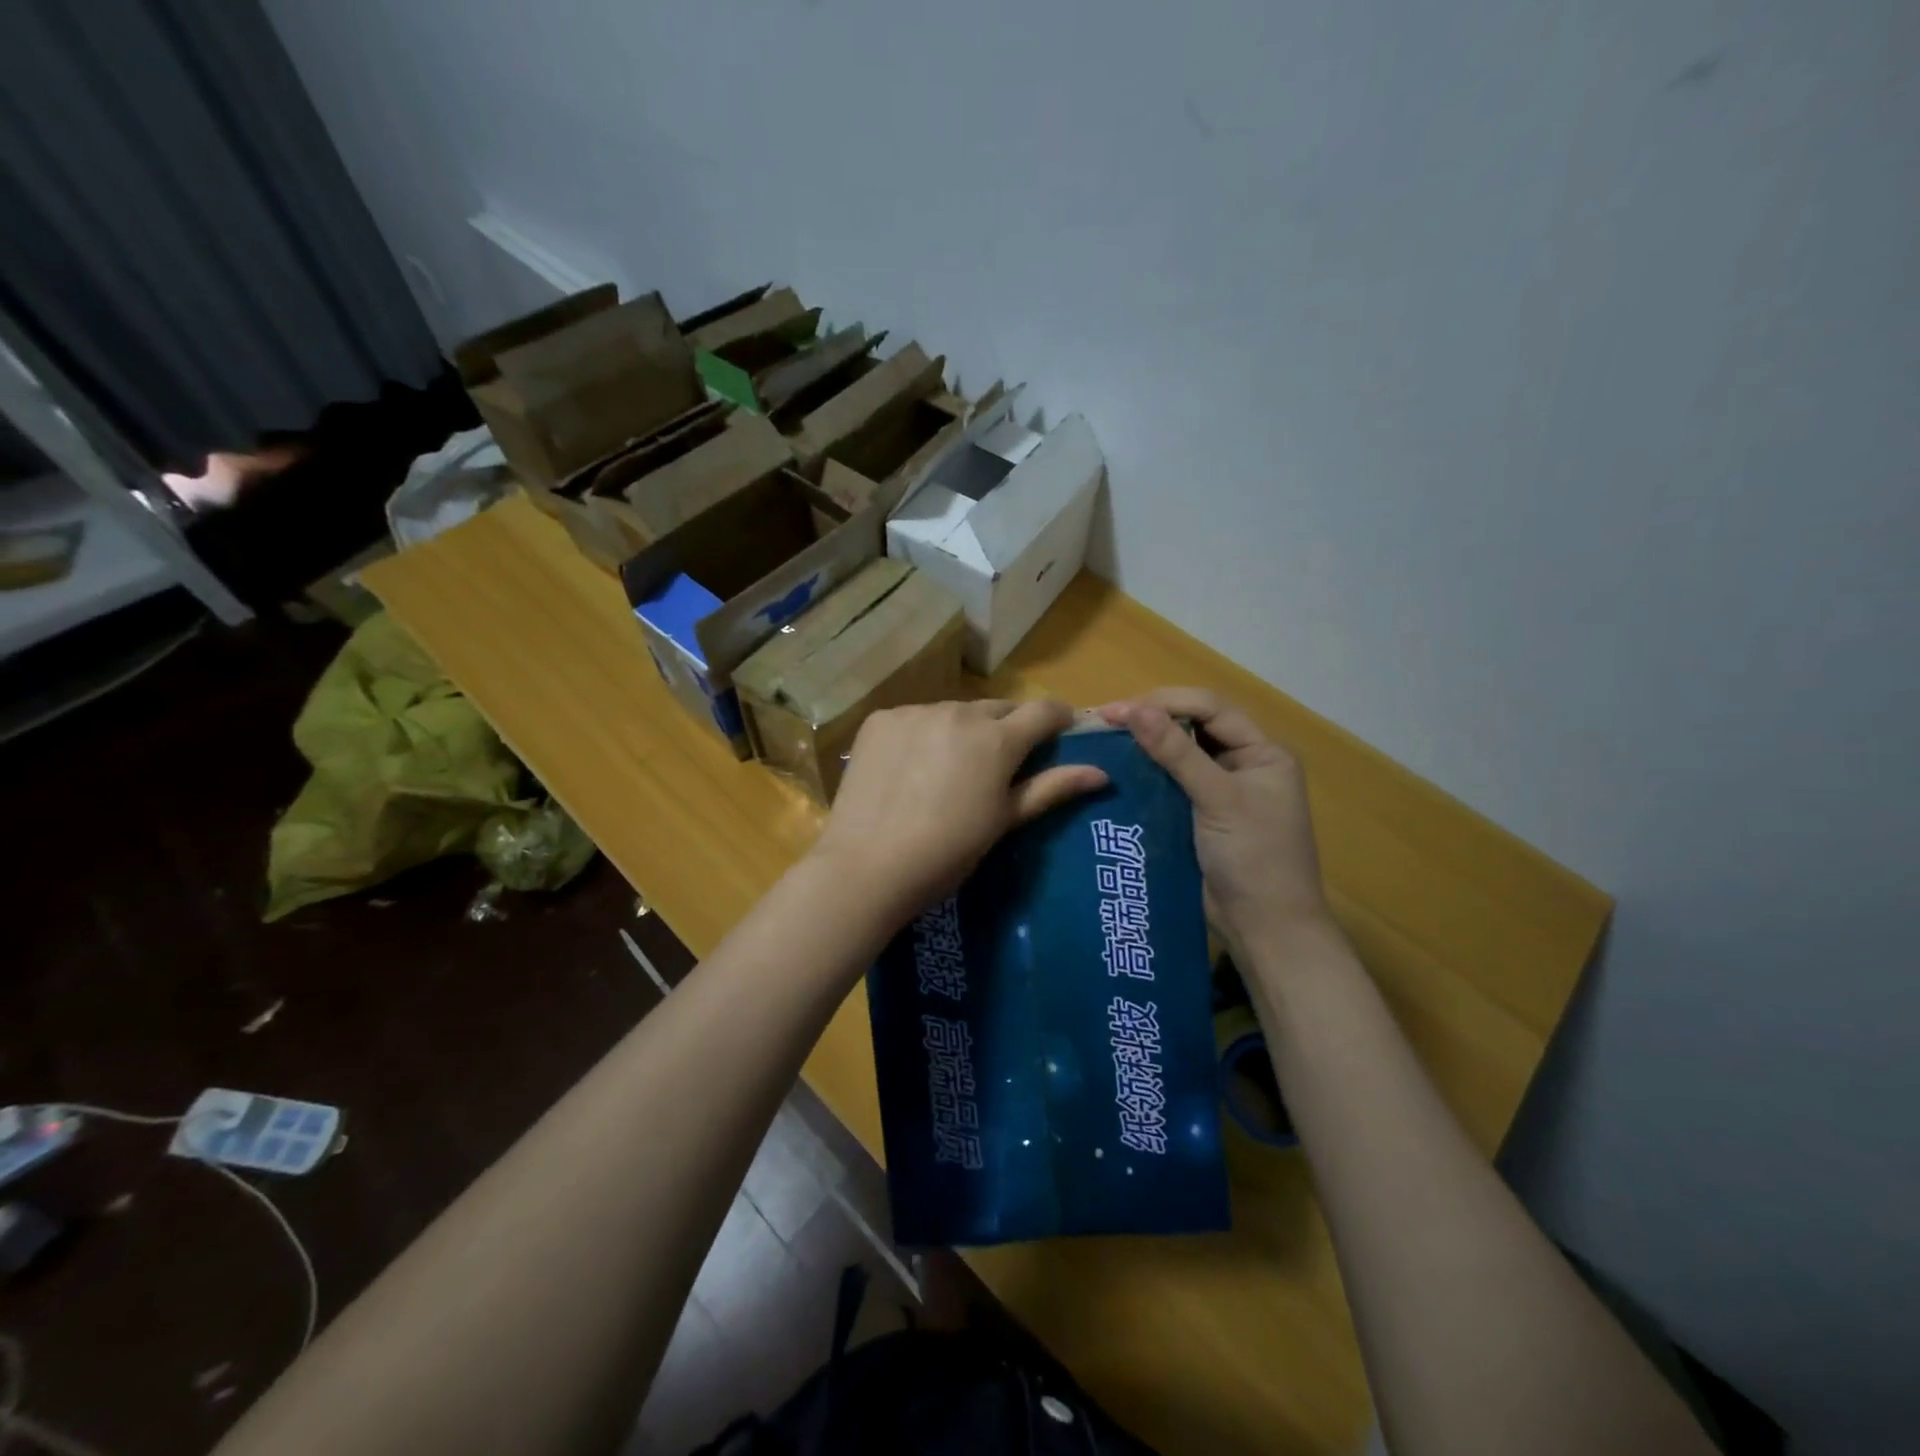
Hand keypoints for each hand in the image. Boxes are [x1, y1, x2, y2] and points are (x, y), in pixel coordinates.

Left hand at [811, 699, 1107, 924]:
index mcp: (996, 738)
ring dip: (962, 730)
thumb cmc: (947, 853)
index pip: (1043, 710)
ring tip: (949, 770)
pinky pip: (915, 718)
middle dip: (1007, 729)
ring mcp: (914, 712)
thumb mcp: (1004, 821)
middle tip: (999, 765)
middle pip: (997, 709)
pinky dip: (922, 734)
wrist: (867, 866)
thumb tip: (1101, 772)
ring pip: (954, 711)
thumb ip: (1051, 788)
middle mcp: (958, 712)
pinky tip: (911, 768)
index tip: (1061, 733)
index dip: (1058, 719)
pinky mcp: (880, 719)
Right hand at [1102, 688, 1328, 951]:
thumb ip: (1177, 753)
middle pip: (1194, 726)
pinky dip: (1146, 775)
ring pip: (1179, 754)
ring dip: (1145, 746)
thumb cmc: (1254, 858)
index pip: (1210, 708)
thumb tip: (1133, 709)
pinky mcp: (1200, 816)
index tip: (1116, 710)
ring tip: (1103, 741)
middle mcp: (1243, 764)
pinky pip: (1171, 784)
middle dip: (1151, 719)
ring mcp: (1221, 791)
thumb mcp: (1219, 799)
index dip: (1164, 702)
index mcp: (1263, 752)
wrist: (1265, 929)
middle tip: (1103, 722)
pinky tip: (1116, 772)